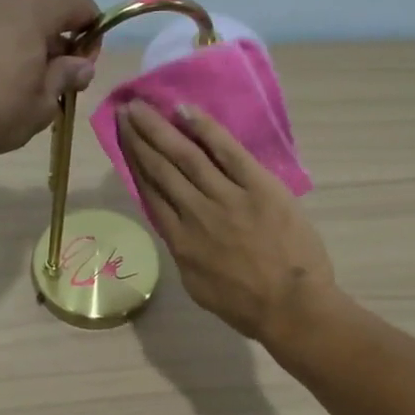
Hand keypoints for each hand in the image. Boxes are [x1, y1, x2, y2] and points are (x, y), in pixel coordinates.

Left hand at [0, 0, 100, 158]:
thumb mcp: (41, 104)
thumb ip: (66, 78)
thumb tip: (81, 64)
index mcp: (32, 13)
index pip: (79, 4)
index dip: (93, 32)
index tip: (84, 67)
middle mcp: (1, 2)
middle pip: (45, 15)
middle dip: (57, 47)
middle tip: (53, 87)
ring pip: (14, 26)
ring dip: (26, 51)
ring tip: (18, 91)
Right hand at [115, 100, 335, 341]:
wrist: (292, 307)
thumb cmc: (245, 305)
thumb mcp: (197, 284)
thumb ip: (182, 250)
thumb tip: (173, 223)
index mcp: (179, 241)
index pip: (151, 193)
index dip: (134, 164)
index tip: (122, 141)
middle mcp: (195, 213)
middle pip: (161, 169)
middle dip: (140, 138)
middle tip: (124, 111)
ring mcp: (227, 198)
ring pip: (186, 156)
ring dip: (160, 128)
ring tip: (141, 107)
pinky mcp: (258, 187)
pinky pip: (228, 152)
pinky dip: (205, 130)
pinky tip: (185, 111)